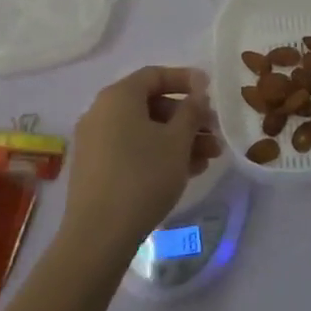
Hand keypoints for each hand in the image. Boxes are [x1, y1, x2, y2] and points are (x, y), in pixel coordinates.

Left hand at [60, 66, 220, 263]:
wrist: (98, 235)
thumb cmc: (143, 176)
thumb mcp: (177, 141)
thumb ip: (191, 111)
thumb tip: (197, 93)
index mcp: (118, 96)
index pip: (155, 75)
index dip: (186, 80)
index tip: (210, 92)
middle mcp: (102, 112)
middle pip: (151, 104)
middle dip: (187, 117)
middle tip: (214, 133)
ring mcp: (95, 141)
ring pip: (144, 130)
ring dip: (178, 139)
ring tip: (209, 157)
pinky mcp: (95, 168)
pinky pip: (132, 149)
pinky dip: (158, 153)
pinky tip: (186, 171)